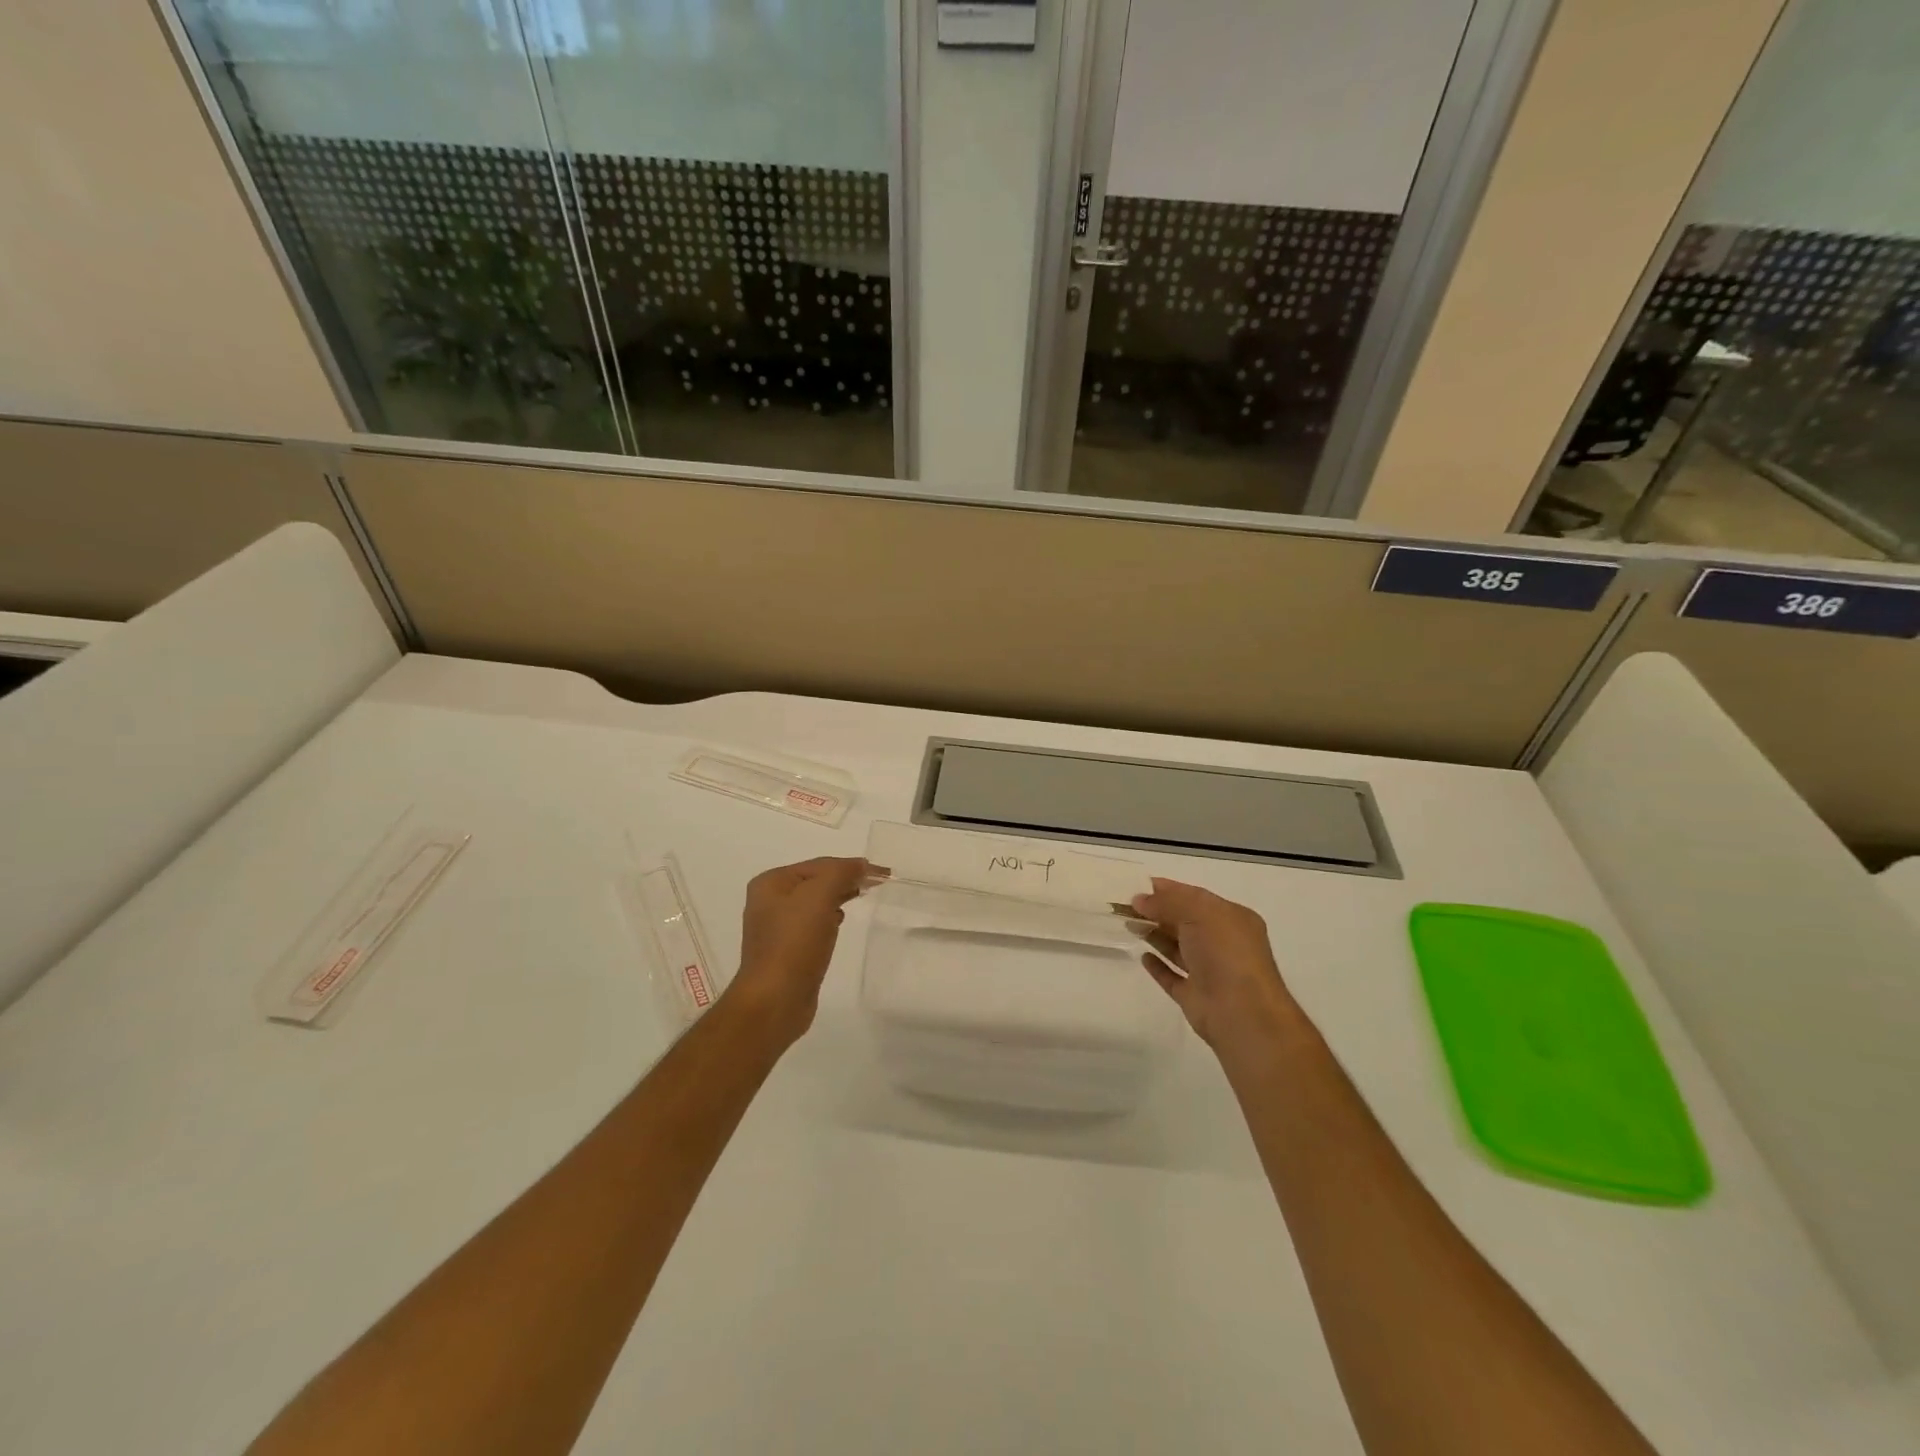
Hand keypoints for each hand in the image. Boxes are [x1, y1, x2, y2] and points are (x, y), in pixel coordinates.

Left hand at [726, 857, 868, 1042]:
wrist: (775, 1001)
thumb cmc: (794, 943)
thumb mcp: (819, 897)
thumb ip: (841, 873)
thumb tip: (862, 865)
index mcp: (772, 883)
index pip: (819, 865)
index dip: (852, 865)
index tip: (883, 873)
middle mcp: (770, 901)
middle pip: (817, 881)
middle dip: (846, 879)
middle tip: (879, 883)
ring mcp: (778, 927)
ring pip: (816, 902)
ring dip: (840, 896)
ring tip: (864, 896)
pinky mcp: (788, 950)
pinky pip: (814, 924)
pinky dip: (830, 918)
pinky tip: (840, 921)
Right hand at [1131, 879, 1303, 1069]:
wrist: (1241, 1013)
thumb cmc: (1225, 953)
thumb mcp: (1198, 914)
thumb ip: (1168, 902)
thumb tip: (1140, 899)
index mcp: (1232, 919)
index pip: (1196, 897)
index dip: (1169, 890)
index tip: (1139, 885)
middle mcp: (1222, 943)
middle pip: (1185, 922)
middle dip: (1158, 911)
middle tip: (1126, 905)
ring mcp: (1209, 971)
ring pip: (1178, 948)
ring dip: (1155, 935)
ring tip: (1129, 924)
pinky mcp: (1195, 996)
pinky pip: (1172, 977)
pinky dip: (1158, 966)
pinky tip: (1143, 957)